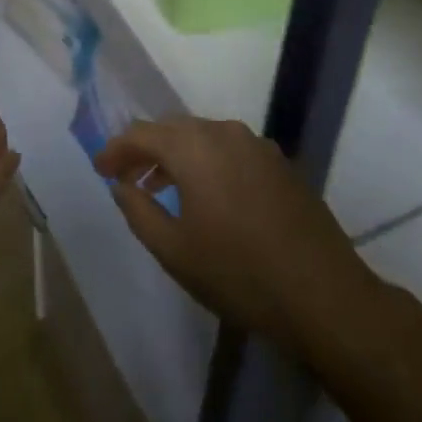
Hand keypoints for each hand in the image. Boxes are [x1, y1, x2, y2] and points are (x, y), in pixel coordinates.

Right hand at [95, 117, 382, 356]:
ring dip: (177, 155)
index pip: (142, 133)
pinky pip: (230, 149)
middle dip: (145, 149)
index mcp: (195, 147)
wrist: (322, 293)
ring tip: (160, 187)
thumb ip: (139, 211)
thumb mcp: (175, 251)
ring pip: (204, 136)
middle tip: (126, 177)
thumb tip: (121, 185)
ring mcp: (258, 144)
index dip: (116, 150)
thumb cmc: (238, 273)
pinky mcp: (280, 162)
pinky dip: (207, 161)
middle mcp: (225, 133)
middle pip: (173, 128)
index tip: (99, 170)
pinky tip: (206, 194)